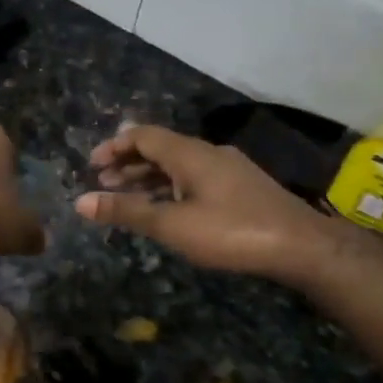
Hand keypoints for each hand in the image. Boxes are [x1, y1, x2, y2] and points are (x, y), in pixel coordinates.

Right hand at [75, 124, 380, 288]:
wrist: (302, 246)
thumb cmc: (231, 232)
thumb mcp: (172, 225)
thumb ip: (126, 212)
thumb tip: (80, 202)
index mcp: (189, 153)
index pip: (142, 135)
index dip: (114, 146)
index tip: (92, 165)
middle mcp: (207, 152)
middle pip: (160, 147)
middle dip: (129, 162)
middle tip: (103, 181)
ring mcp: (228, 168)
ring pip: (179, 164)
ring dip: (150, 176)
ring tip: (128, 194)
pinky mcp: (241, 187)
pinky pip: (195, 176)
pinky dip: (172, 186)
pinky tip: (169, 206)